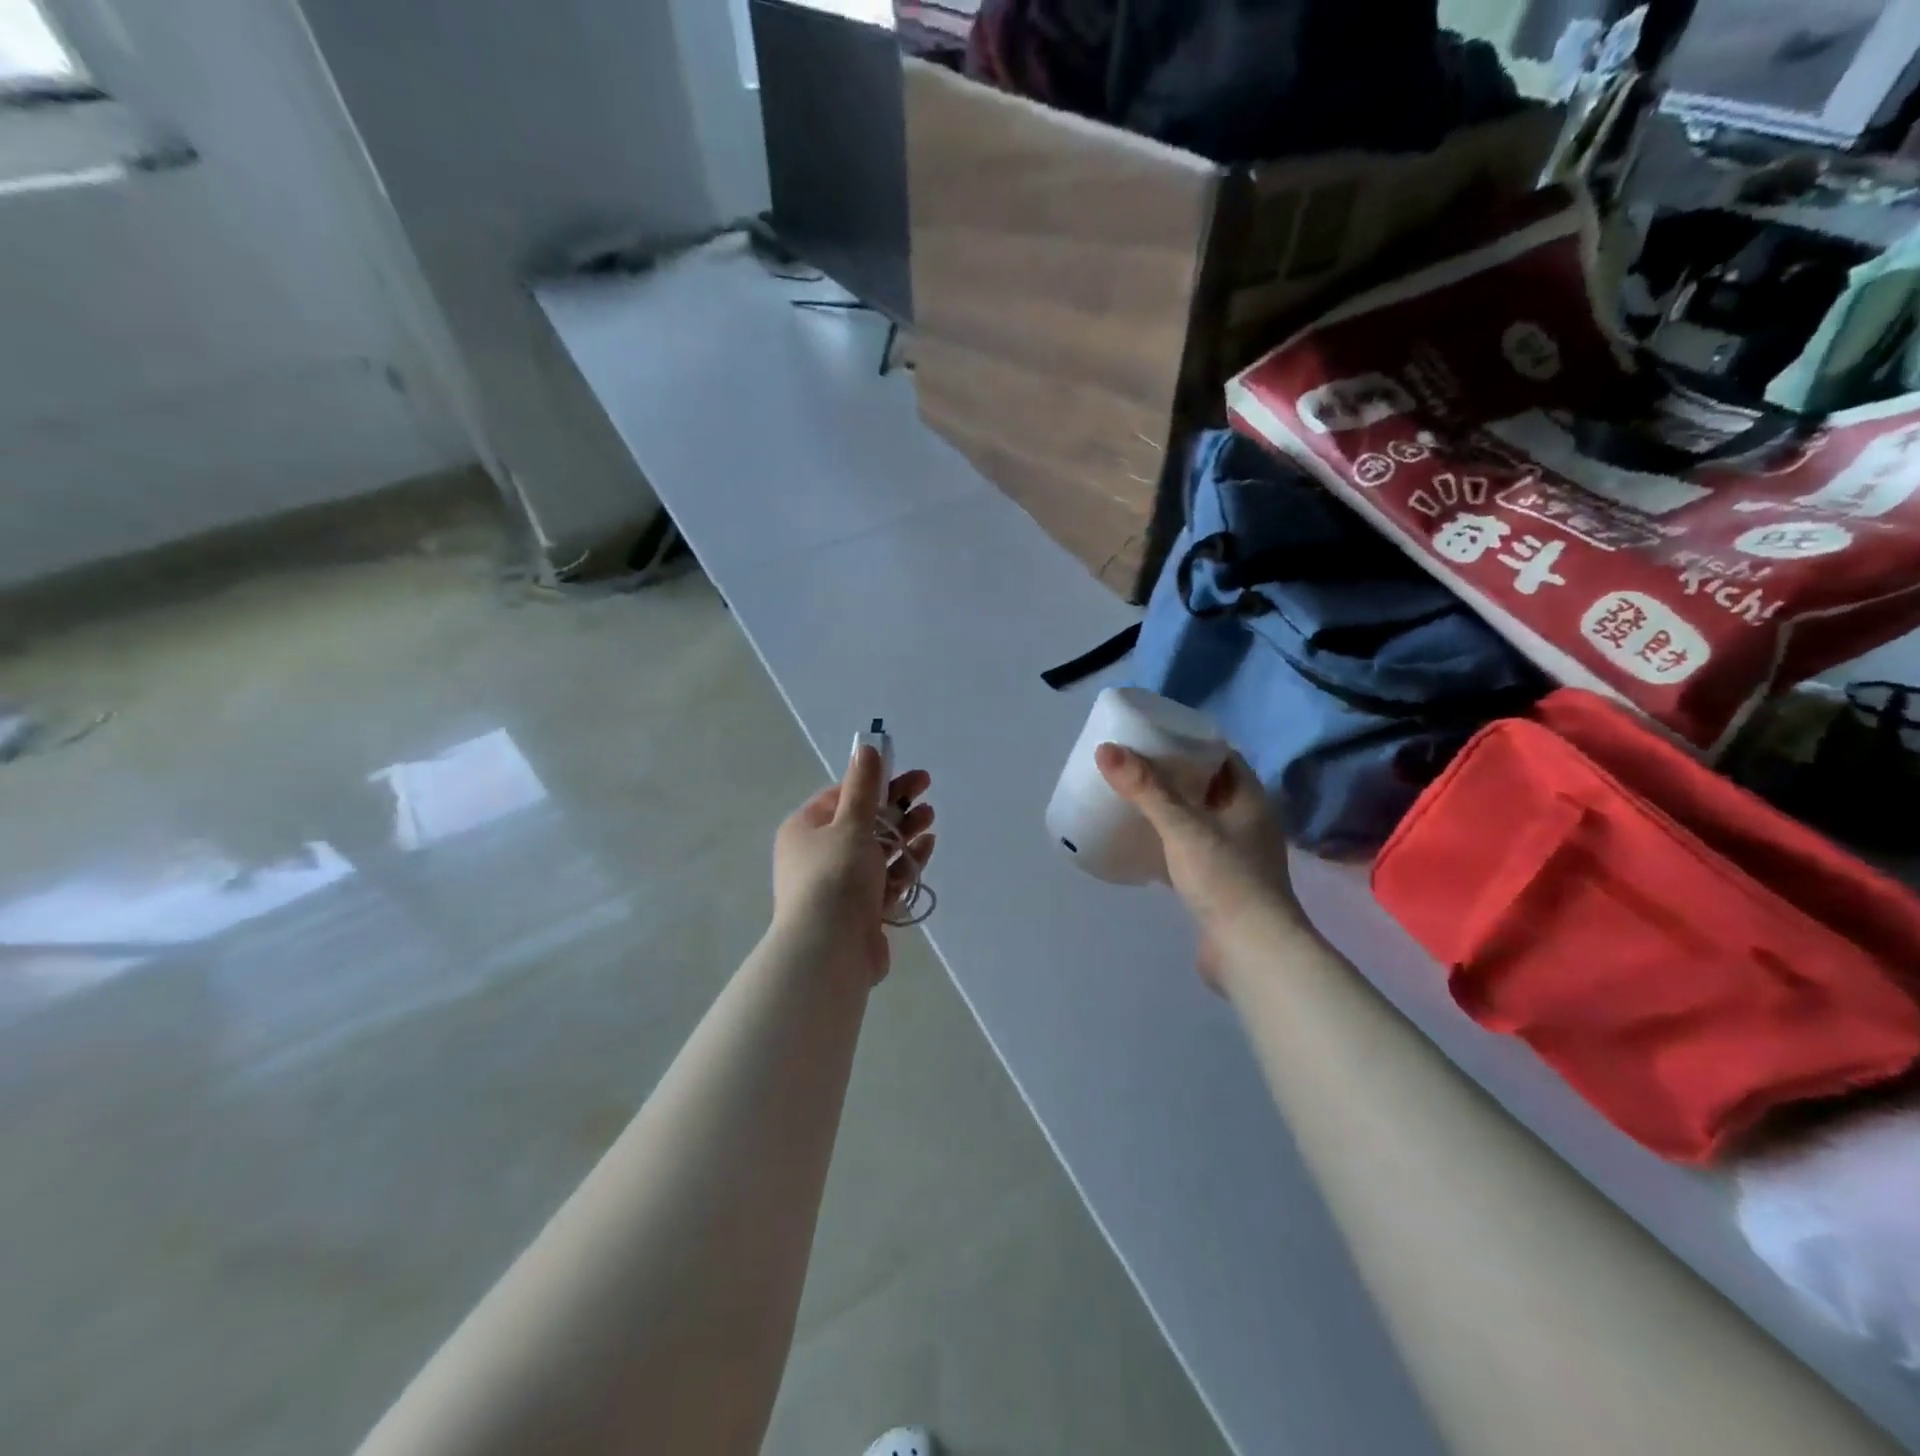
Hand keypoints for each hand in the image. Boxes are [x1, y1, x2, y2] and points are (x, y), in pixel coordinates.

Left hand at [772, 744, 935, 986]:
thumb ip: (863, 787)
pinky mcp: (861, 911)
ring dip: (903, 831)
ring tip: (930, 816)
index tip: (903, 774)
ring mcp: (840, 886)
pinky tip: (927, 845)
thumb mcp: (850, 824)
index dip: (873, 783)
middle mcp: (818, 856)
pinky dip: (905, 861)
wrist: (829, 951)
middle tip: (926, 788)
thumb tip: (865, 747)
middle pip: (862, 823)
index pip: (840, 797)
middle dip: (894, 806)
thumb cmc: (834, 877)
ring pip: (877, 851)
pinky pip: (886, 878)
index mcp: (805, 831)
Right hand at [1095, 743, 1302, 993]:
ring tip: (1130, 796)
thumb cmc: (1226, 880)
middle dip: (1172, 774)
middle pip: (1206, 786)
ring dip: (1167, 809)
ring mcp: (1233, 856)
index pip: (1222, 757)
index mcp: (1249, 800)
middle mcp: (1246, 823)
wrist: (1252, 953)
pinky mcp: (1216, 884)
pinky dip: (1165, 841)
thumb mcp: (1183, 827)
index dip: (1191, 742)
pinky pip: (1187, 850)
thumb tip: (1106, 749)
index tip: (1154, 735)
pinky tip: (1138, 841)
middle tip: (1132, 764)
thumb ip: (1146, 789)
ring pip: (1196, 820)